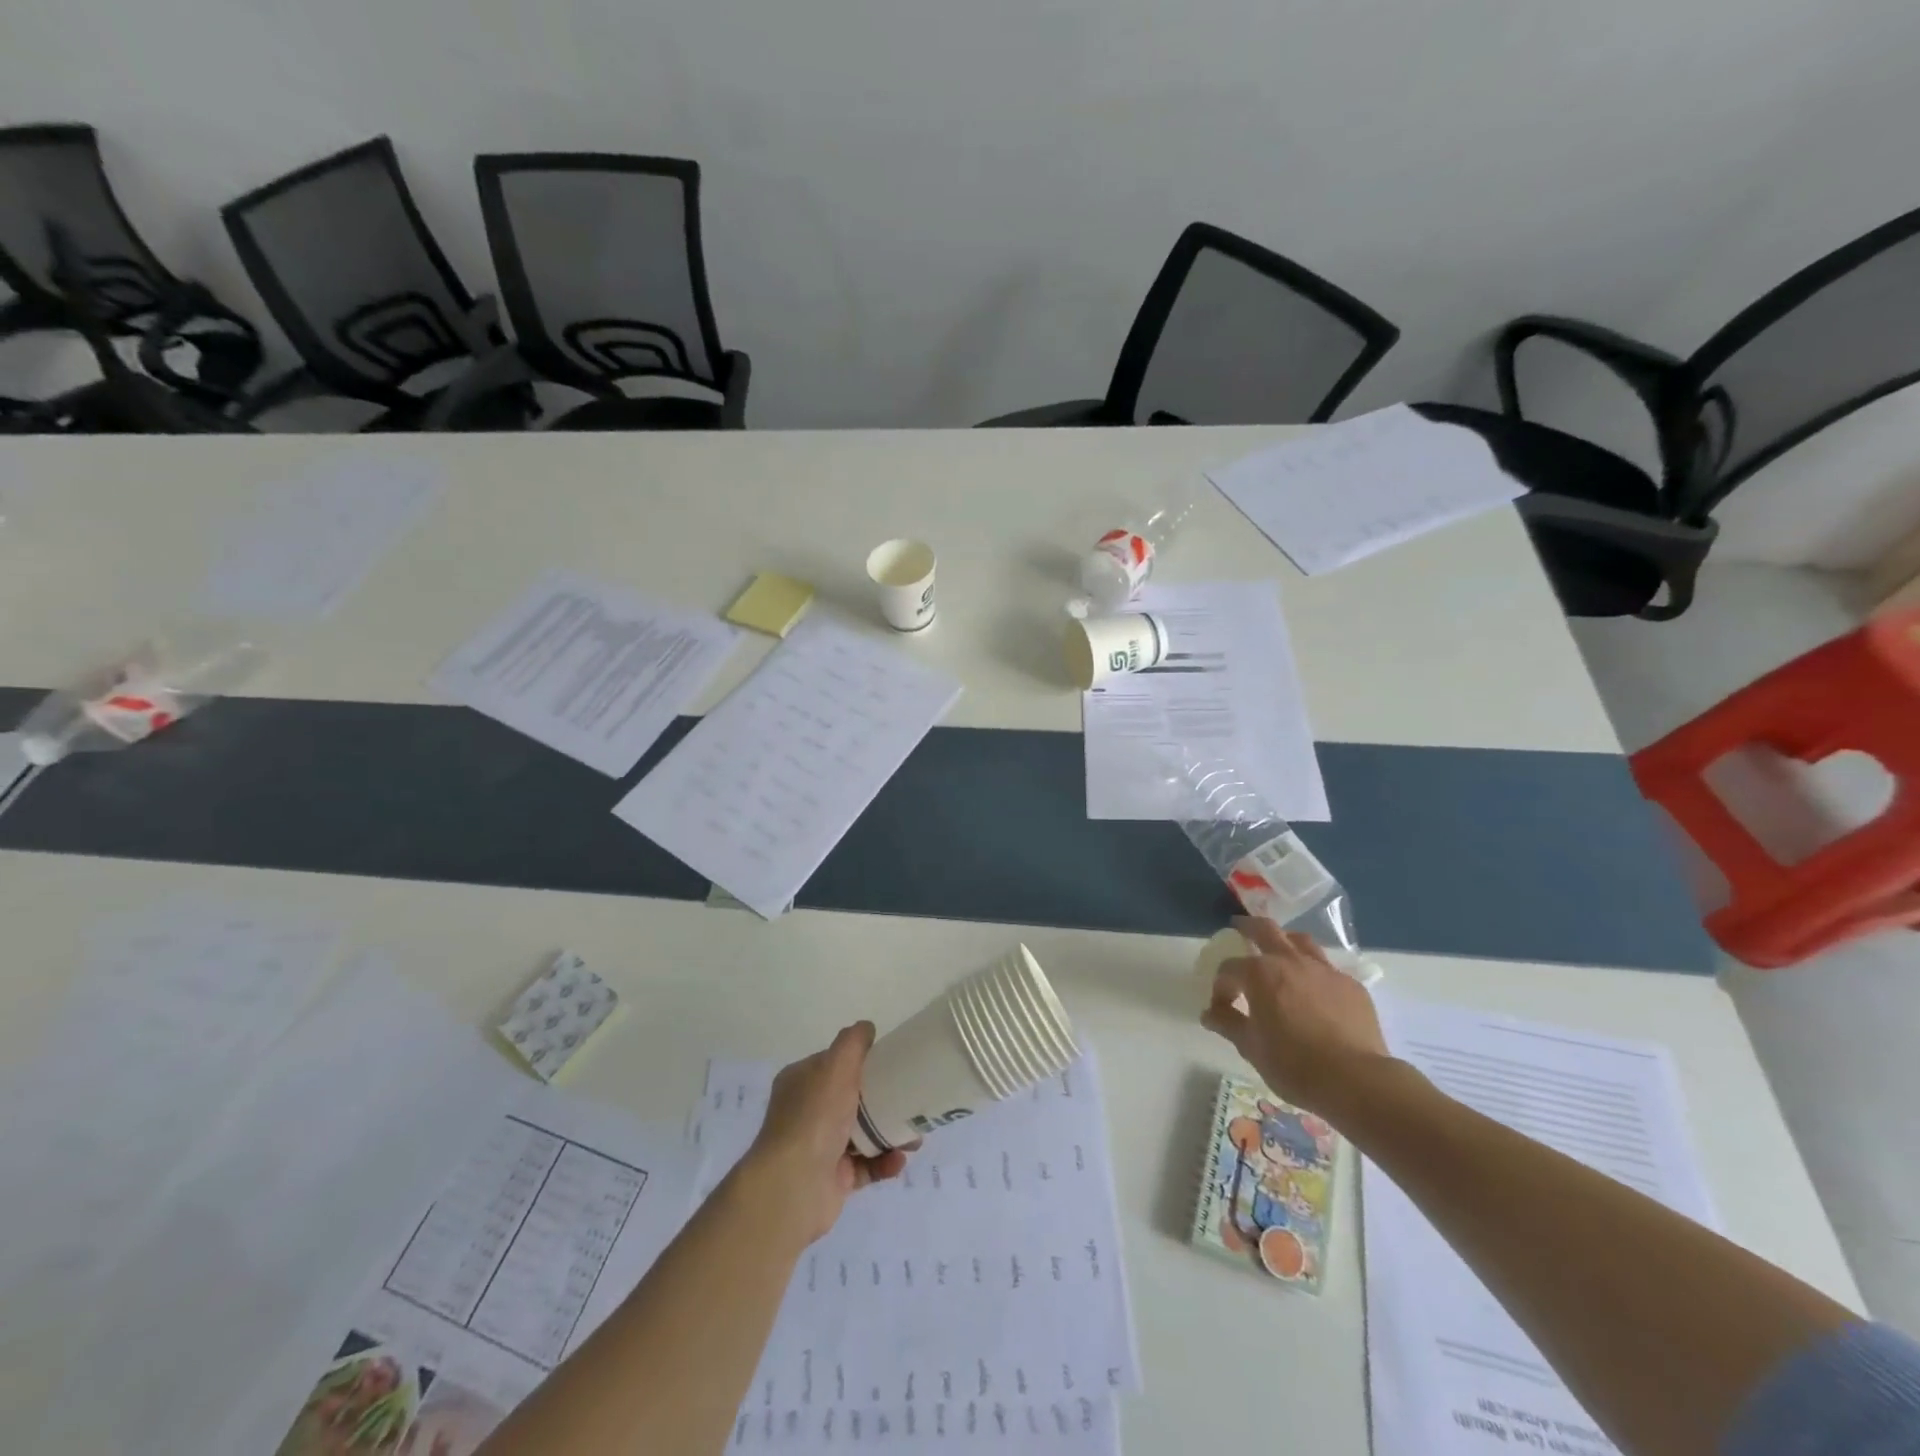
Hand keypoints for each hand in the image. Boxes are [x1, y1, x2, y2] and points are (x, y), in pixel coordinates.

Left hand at [738, 1023, 912, 1246]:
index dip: (861, 1062)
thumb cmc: (815, 1116)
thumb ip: (853, 1042)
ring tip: (914, 1139)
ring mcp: (820, 1148)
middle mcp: (807, 1113)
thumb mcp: (836, 1065)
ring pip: (863, 1134)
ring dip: (890, 1134)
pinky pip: (866, 1166)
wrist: (794, 1185)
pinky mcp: (833, 1179)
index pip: (834, 1064)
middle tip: (912, 1103)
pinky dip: (884, 1162)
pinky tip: (898, 1160)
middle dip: (884, 1101)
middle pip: (852, 1099)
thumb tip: (867, 1027)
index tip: (891, 1064)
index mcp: (802, 1082)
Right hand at [1201, 917, 1393, 1117]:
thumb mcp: (1251, 1047)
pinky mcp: (1351, 986)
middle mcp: (1290, 961)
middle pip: (1265, 929)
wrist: (1356, 1081)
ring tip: (1280, 953)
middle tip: (1239, 928)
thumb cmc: (1294, 1064)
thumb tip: (1209, 1013)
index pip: (1229, 969)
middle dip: (1248, 927)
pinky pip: (1327, 970)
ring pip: (1301, 941)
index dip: (1220, 987)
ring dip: (1285, 942)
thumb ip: (1227, 1023)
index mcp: (1259, 973)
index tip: (1221, 1007)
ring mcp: (1324, 970)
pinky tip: (1315, 993)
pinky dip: (1313, 974)